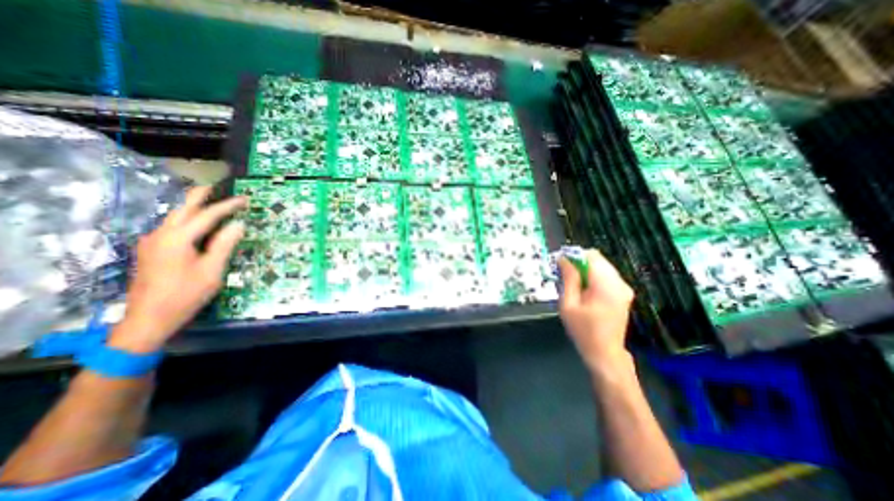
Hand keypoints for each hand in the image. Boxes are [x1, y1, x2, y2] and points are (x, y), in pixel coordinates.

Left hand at [107, 185, 247, 353]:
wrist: (147, 319)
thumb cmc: (185, 294)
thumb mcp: (212, 270)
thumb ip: (224, 245)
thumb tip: (238, 224)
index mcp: (177, 239)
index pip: (207, 215)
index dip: (227, 206)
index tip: (245, 199)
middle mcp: (160, 235)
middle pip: (182, 209)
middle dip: (200, 196)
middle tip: (218, 187)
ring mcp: (152, 243)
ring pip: (174, 217)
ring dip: (192, 207)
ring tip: (209, 201)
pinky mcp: (151, 251)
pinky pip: (171, 228)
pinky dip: (186, 220)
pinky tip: (196, 223)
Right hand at [558, 249, 635, 370]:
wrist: (604, 352)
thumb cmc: (583, 330)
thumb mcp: (568, 304)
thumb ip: (568, 279)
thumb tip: (564, 259)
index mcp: (606, 286)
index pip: (591, 256)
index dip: (574, 256)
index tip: (561, 265)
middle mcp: (620, 283)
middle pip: (598, 259)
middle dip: (579, 263)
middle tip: (565, 276)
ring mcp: (624, 288)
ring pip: (601, 266)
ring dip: (586, 271)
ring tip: (574, 286)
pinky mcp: (624, 293)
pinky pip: (606, 275)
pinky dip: (593, 277)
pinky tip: (585, 291)